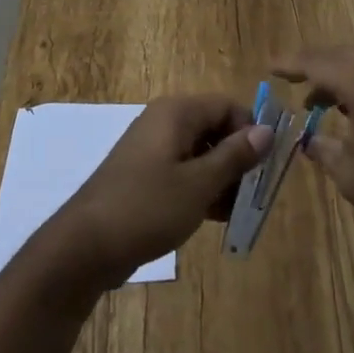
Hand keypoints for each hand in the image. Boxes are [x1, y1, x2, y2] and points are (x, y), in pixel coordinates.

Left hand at [41, 95, 272, 294]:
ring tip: (237, 212)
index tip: (266, 167)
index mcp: (177, 113)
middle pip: (215, 129)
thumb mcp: (199, 184)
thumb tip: (267, 130)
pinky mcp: (145, 176)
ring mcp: (152, 149)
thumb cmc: (147, 207)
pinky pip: (183, 172)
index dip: (251, 132)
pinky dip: (201, 189)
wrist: (85, 246)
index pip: (227, 106)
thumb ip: (235, 156)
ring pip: (201, 153)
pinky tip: (214, 218)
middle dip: (238, 159)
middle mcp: (164, 122)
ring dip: (222, 179)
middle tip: (255, 195)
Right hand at [273, 47, 353, 257]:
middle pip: (342, 56)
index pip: (317, 62)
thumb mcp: (352, 175)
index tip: (270, 68)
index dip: (290, 64)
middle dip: (315, 67)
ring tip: (318, 101)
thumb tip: (309, 138)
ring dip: (341, 77)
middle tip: (291, 81)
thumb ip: (323, 148)